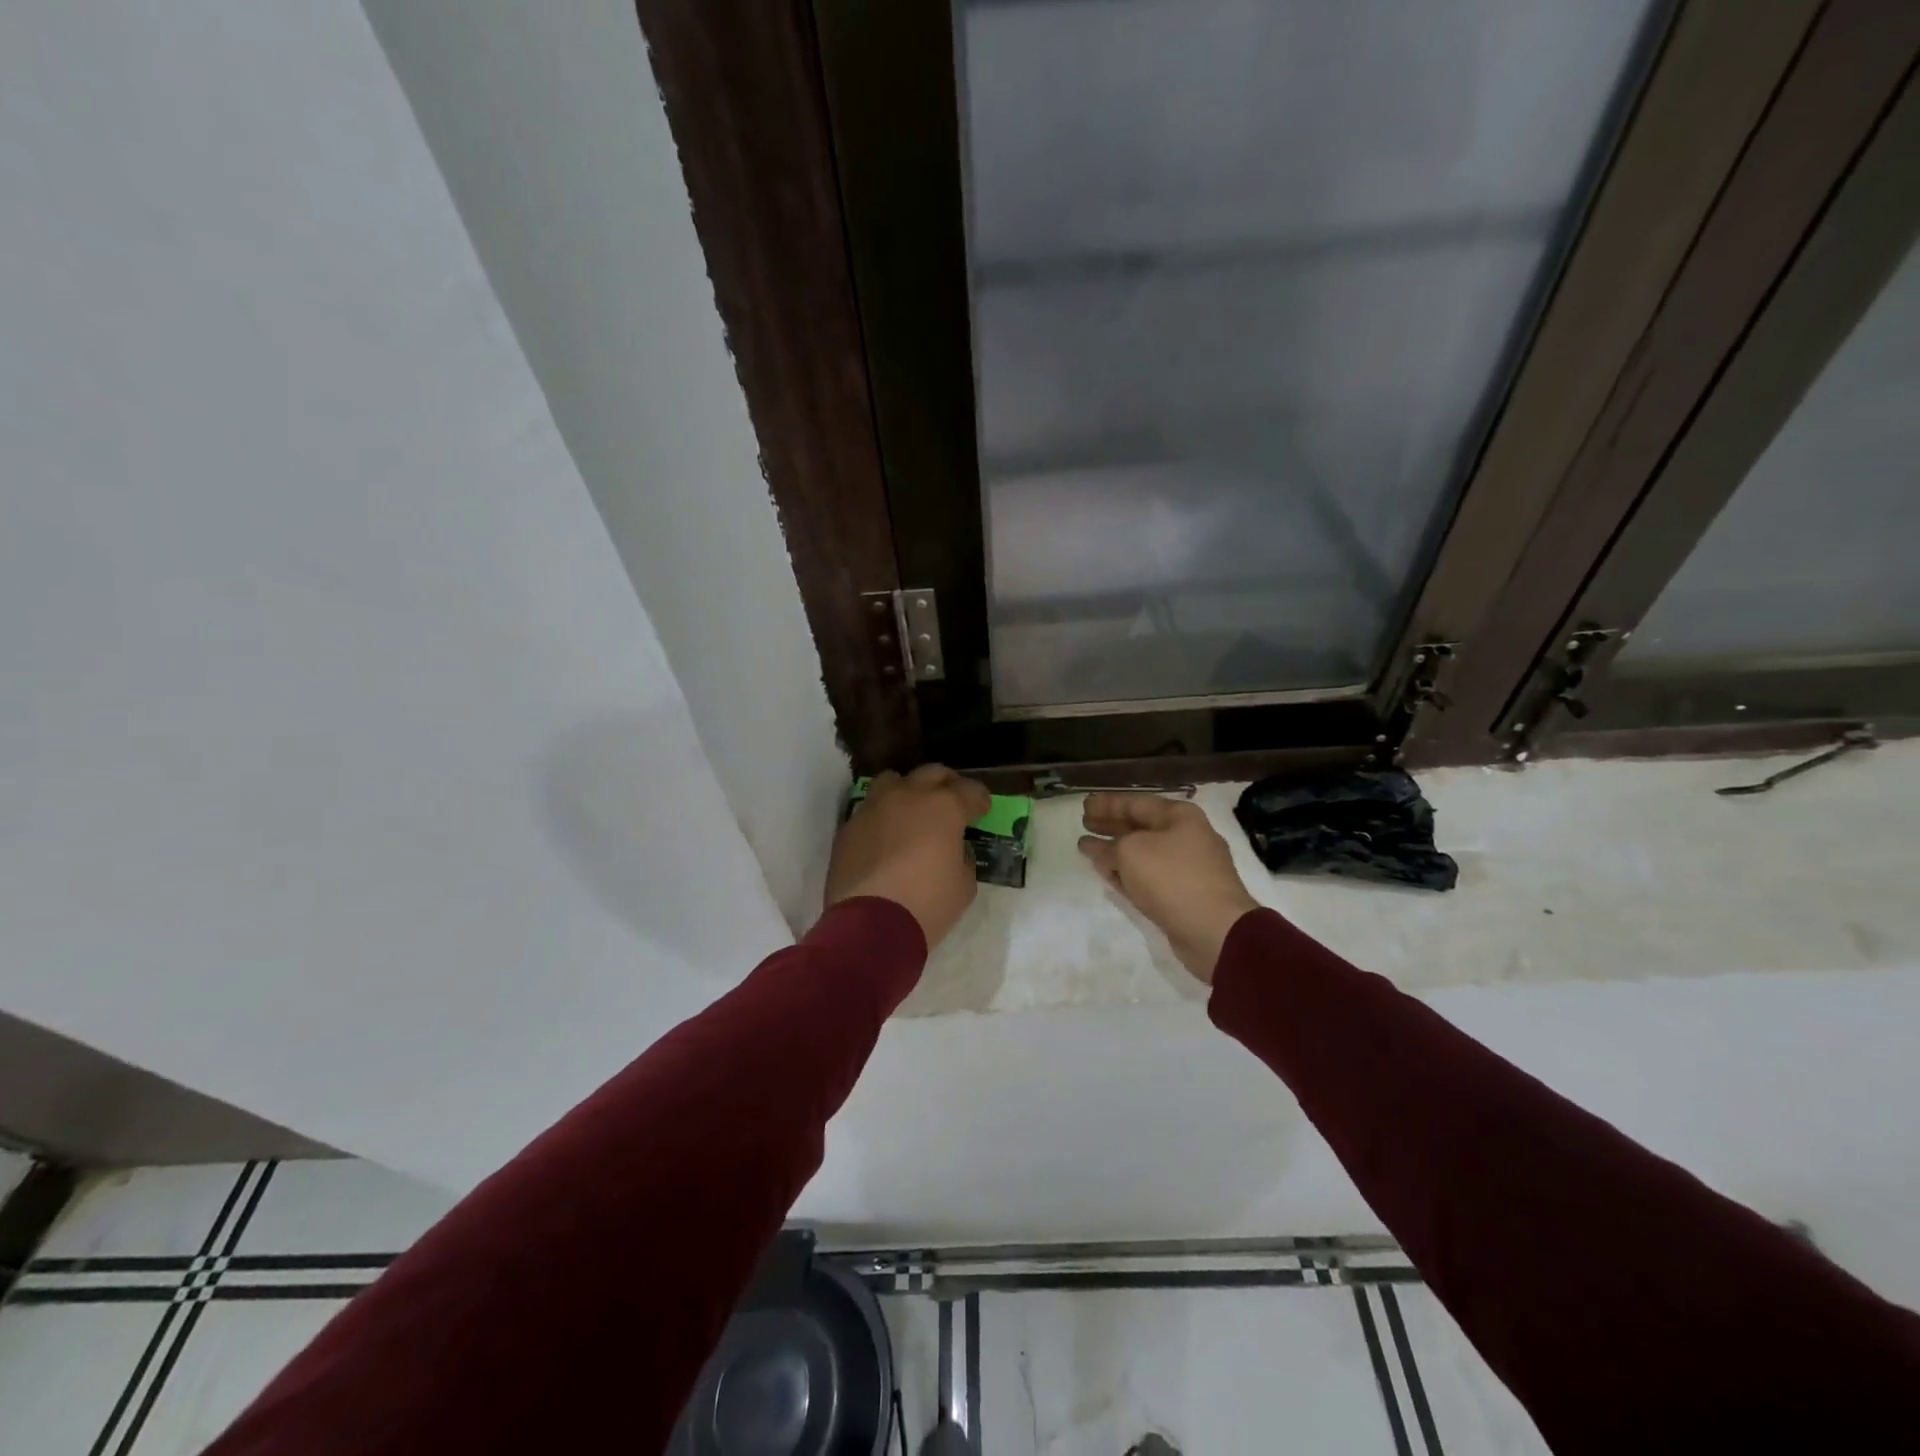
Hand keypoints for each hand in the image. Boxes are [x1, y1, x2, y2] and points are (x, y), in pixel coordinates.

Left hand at [826, 764, 991, 948]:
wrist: (870, 925)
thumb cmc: (927, 904)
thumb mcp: (964, 885)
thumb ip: (962, 857)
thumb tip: (954, 848)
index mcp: (944, 807)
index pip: (970, 790)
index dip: (979, 799)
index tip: (982, 810)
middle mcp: (908, 796)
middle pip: (932, 773)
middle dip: (947, 784)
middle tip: (952, 801)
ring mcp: (874, 808)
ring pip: (893, 781)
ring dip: (908, 790)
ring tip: (912, 811)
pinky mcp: (849, 827)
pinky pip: (870, 809)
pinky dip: (882, 816)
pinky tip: (886, 837)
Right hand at [1079, 793, 1259, 983]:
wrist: (1215, 930)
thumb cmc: (1172, 878)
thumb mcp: (1130, 852)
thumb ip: (1107, 847)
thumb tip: (1093, 847)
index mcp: (1179, 816)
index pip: (1135, 802)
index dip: (1107, 804)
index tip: (1083, 806)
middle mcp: (1186, 837)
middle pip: (1140, 826)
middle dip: (1111, 825)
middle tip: (1085, 823)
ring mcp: (1187, 867)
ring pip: (1143, 853)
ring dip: (1116, 851)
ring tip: (1089, 849)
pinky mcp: (1184, 894)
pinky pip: (1149, 876)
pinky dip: (1128, 873)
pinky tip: (1110, 875)